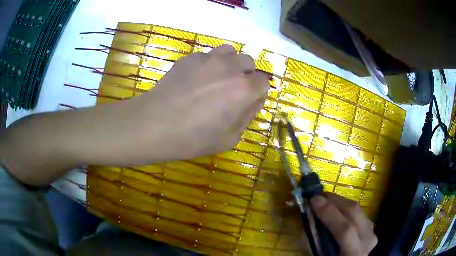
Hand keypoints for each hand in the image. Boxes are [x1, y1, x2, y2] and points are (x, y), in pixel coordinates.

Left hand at [128, 44, 268, 162]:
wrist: (154, 125)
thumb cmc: (193, 138)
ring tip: (218, 78)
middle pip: (248, 62)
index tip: (248, 102)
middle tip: (233, 91)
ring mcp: (208, 58)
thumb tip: (254, 100)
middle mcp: (229, 67)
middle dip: (246, 74)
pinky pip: (207, 55)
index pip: (264, 82)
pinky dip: (209, 64)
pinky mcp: (189, 57)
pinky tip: (196, 79)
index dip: (258, 93)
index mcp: (243, 89)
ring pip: (229, 52)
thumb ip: (247, 116)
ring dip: (230, 63)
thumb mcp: (229, 138)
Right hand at [311, 194, 377, 255]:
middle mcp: (367, 240)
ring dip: (340, 202)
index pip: (345, 230)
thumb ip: (312, 241)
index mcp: (353, 253)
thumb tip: (308, 217)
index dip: (330, 213)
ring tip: (325, 199)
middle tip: (318, 195)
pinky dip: (346, 208)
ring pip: (357, 209)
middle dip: (335, 201)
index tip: (314, 200)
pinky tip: (336, 208)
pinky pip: (358, 212)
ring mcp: (371, 232)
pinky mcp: (371, 227)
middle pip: (354, 213)